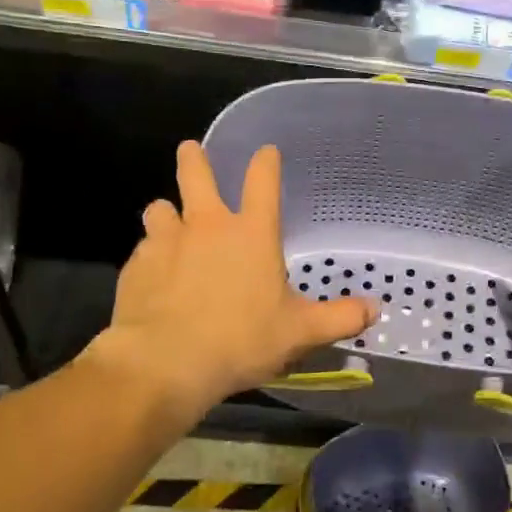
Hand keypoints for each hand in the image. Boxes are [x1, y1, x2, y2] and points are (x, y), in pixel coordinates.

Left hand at [100, 141, 373, 423]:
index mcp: (251, 233)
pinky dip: (150, 254)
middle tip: (190, 149)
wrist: (165, 362)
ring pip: (160, 208)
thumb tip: (375, 309)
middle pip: (196, 174)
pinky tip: (153, 273)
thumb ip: (339, 318)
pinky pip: (143, 248)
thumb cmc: (241, 340)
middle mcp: (207, 226)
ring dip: (167, 211)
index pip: (262, 181)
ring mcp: (166, 242)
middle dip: (194, 158)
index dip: (265, 162)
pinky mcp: (136, 266)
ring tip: (169, 220)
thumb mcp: (300, 332)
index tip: (266, 150)